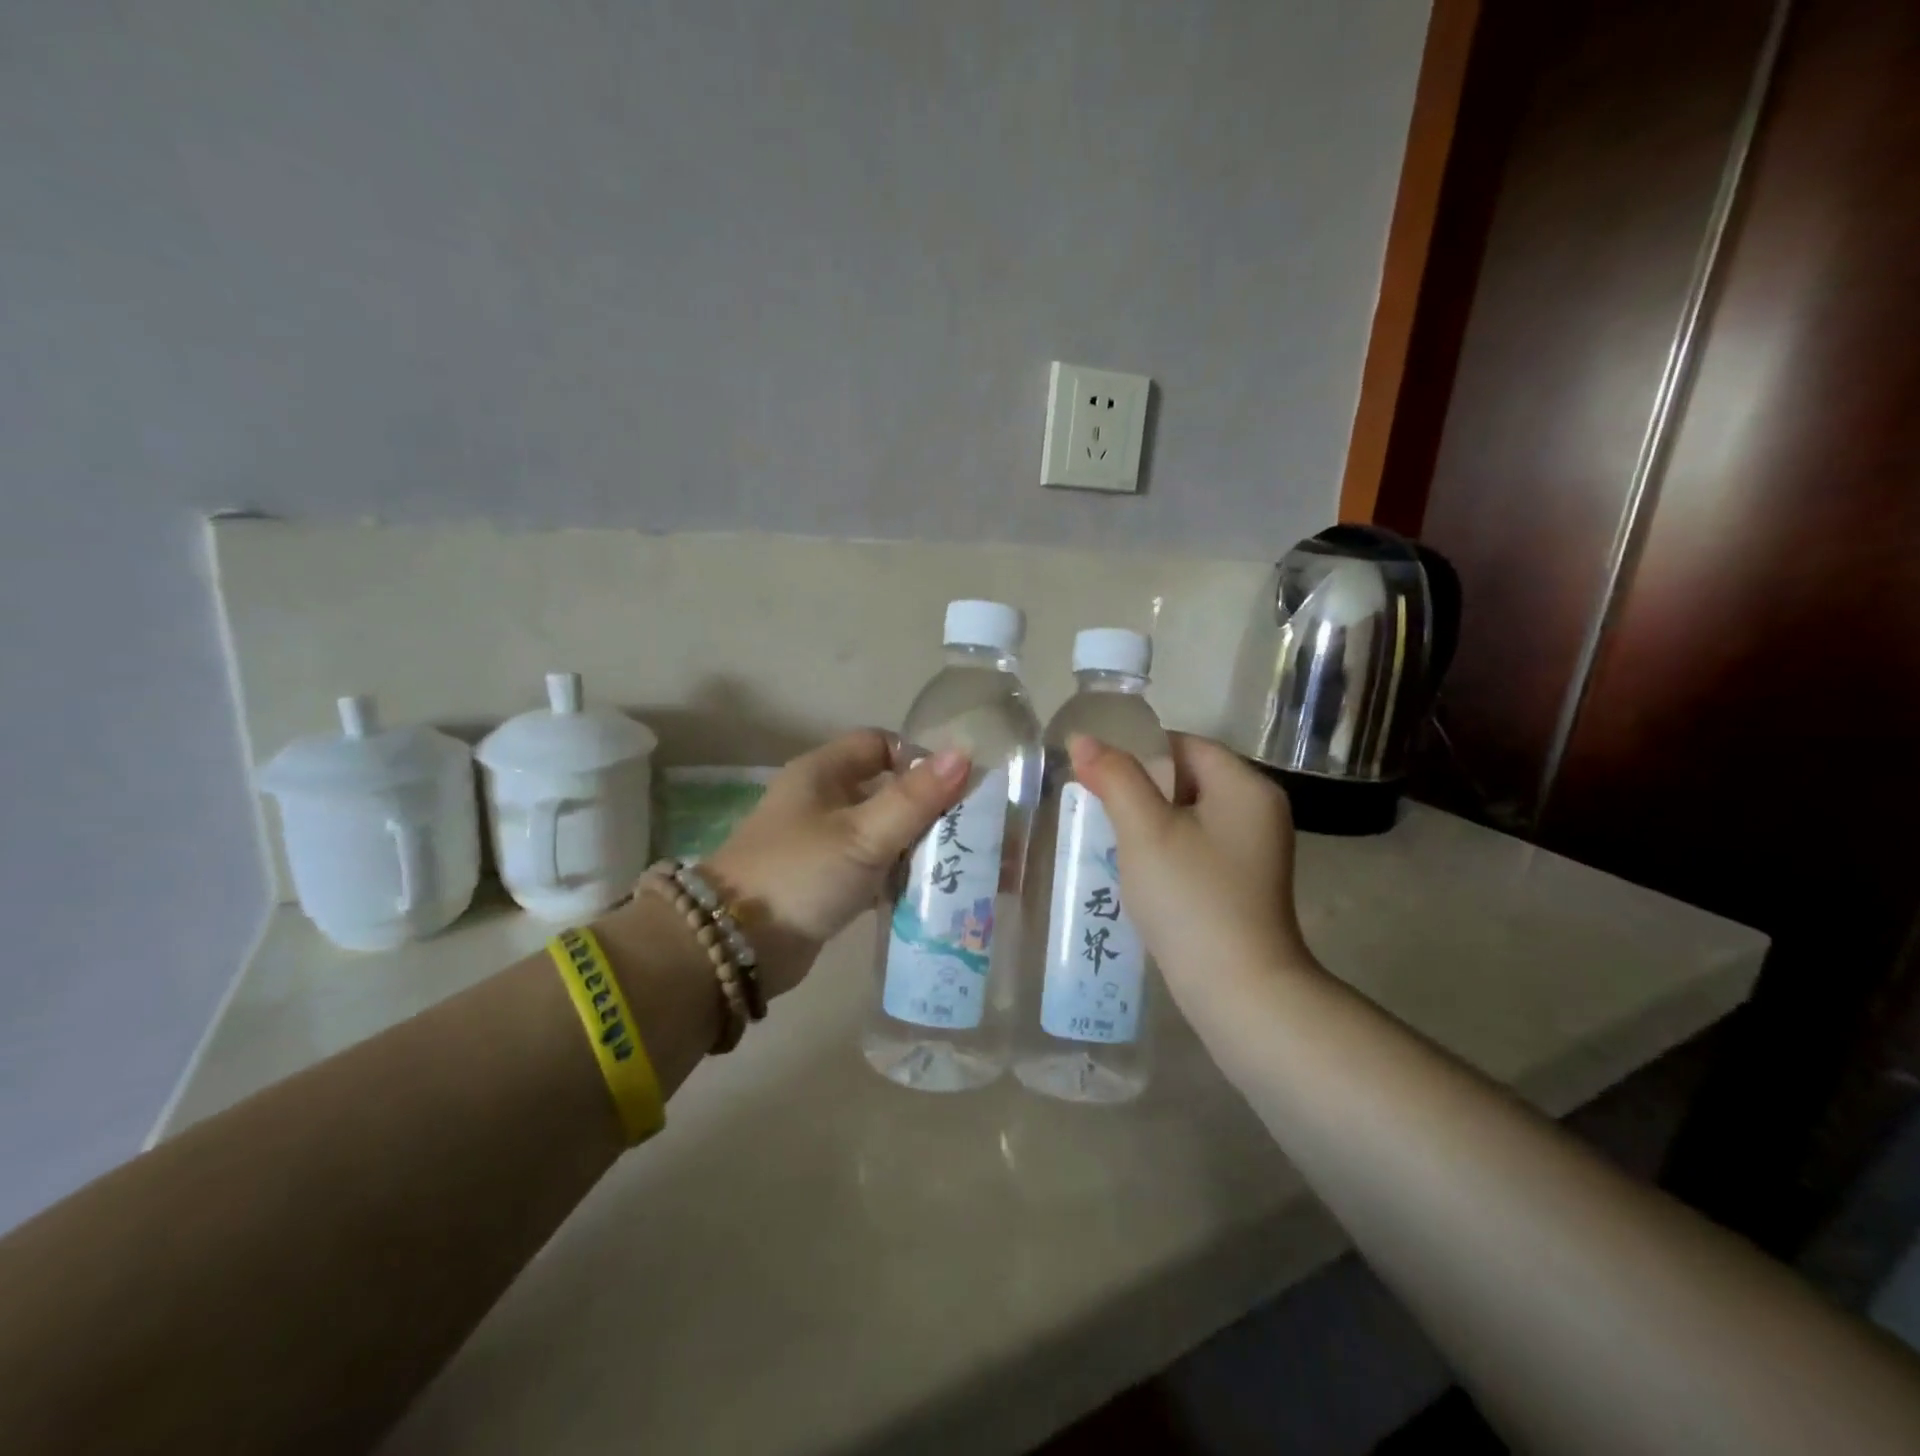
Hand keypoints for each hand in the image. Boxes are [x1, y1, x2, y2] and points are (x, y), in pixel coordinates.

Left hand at [706, 730, 969, 995]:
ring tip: (966, 866)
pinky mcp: (826, 882)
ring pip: (883, 832)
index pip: (879, 744)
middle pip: (887, 790)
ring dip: (920, 846)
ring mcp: (823, 843)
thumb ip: (914, 797)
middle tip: (973, 832)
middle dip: (930, 809)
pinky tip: (936, 892)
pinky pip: (874, 869)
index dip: (918, 758)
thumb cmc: (801, 874)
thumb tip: (963, 754)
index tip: (956, 787)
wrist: (736, 947)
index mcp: (823, 773)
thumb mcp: (863, 834)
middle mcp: (822, 801)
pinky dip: (901, 875)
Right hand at [1068, 732, 1315, 1013]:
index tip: (1098, 776)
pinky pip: (1197, 845)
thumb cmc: (1191, 898)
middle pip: (1187, 777)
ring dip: (1148, 821)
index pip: (1184, 744)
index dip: (1137, 752)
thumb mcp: (1145, 831)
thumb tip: (1083, 738)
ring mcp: (1254, 849)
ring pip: (1188, 814)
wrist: (1238, 990)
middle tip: (1098, 810)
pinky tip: (1139, 871)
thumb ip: (1114, 777)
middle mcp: (1258, 810)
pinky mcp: (1243, 880)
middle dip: (1139, 789)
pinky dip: (1166, 848)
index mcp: (1245, 786)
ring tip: (1111, 840)